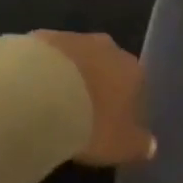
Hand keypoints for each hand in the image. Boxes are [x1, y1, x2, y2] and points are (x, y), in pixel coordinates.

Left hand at [32, 32, 155, 166]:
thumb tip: (151, 145)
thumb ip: (139, 145)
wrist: (39, 93)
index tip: (111, 125)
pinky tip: (31, 92)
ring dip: (69, 77)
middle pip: (107, 67)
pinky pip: (47, 58)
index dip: (124, 106)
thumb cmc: (90, 122)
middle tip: (82, 114)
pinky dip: (43, 72)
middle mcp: (108, 48)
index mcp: (133, 71)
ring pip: (76, 59)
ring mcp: (73, 38)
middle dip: (97, 86)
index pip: (136, 86)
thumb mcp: (121, 146)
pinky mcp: (41, 37)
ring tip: (52, 106)